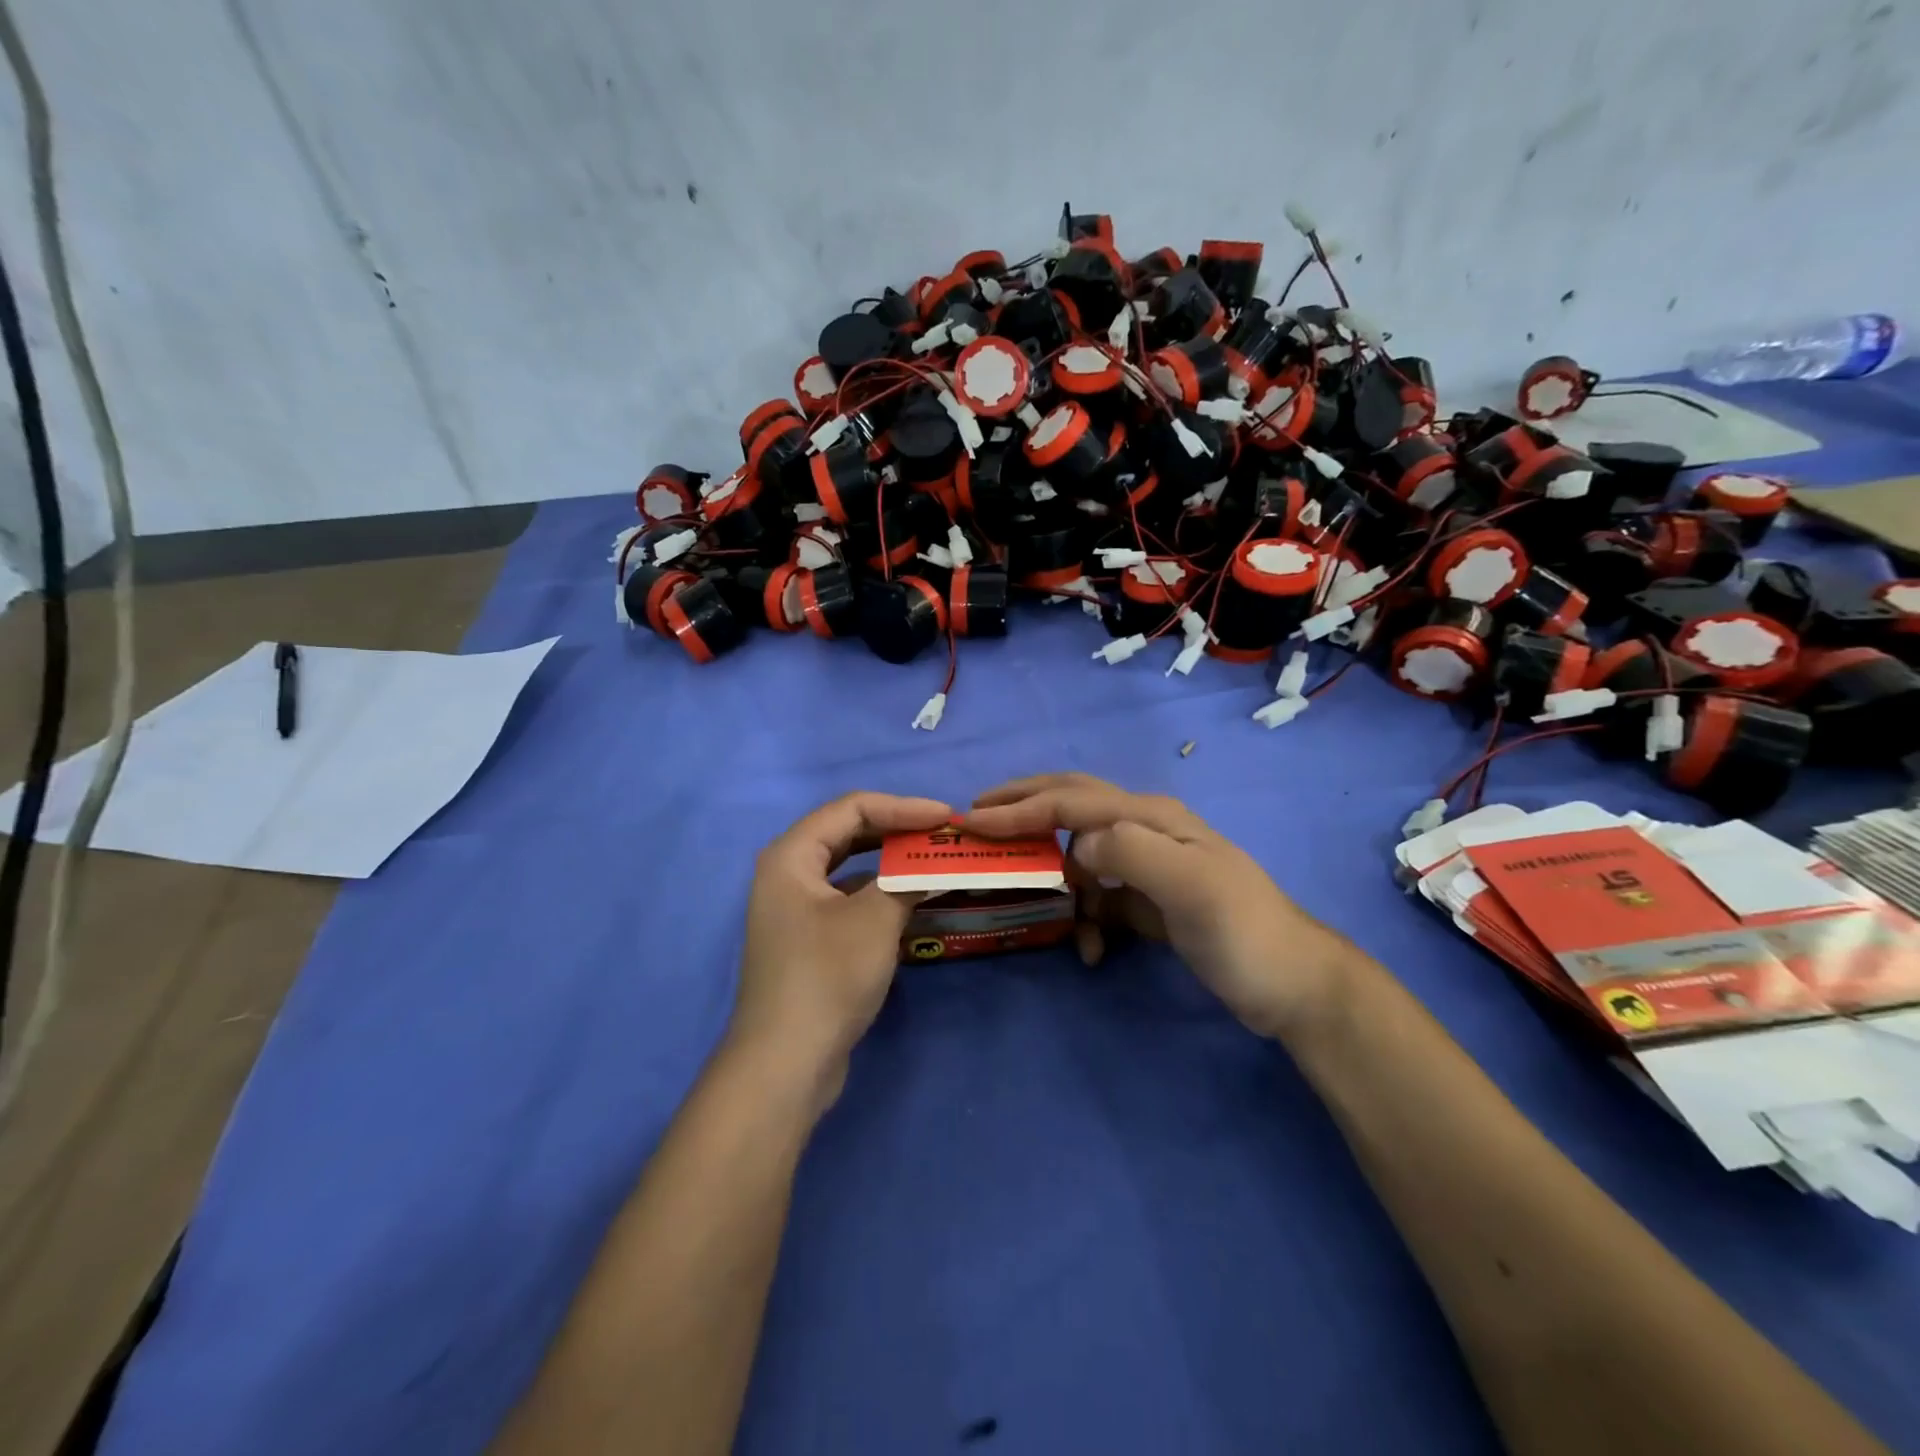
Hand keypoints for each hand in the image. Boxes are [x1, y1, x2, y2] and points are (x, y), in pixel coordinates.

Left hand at [728, 792, 952, 1094]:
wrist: (786, 1063)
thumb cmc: (827, 977)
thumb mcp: (875, 919)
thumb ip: (907, 879)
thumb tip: (933, 864)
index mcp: (791, 855)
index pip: (852, 808)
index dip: (903, 807)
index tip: (946, 817)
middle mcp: (787, 874)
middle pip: (848, 833)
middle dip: (897, 830)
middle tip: (942, 835)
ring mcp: (794, 909)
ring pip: (848, 867)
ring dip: (890, 862)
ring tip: (932, 860)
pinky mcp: (806, 939)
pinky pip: (847, 898)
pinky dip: (879, 892)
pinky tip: (909, 900)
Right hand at [964, 773, 1356, 1040]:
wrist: (1294, 986)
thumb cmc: (1244, 933)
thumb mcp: (1194, 887)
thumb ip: (1133, 853)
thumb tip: (1078, 845)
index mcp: (1151, 817)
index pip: (1072, 801)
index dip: (1021, 808)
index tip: (972, 820)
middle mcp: (1145, 829)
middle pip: (1072, 806)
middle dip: (1024, 809)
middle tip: (976, 817)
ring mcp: (1148, 865)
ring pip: (1079, 856)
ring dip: (1057, 883)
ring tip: (1046, 916)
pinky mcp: (1149, 900)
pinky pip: (1098, 897)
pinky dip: (1084, 918)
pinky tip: (1090, 949)